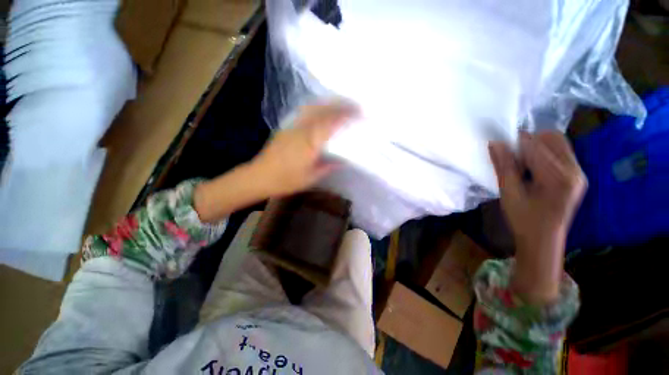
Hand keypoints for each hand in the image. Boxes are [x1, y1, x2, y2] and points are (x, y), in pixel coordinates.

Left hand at [249, 101, 359, 197]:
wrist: (259, 176)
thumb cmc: (286, 180)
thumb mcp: (310, 177)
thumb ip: (328, 166)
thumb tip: (343, 161)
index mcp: (310, 142)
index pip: (332, 123)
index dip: (347, 116)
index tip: (360, 113)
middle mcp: (302, 129)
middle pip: (324, 111)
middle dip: (341, 105)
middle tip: (356, 105)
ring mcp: (293, 126)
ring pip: (314, 108)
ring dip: (330, 104)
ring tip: (342, 104)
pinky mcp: (287, 127)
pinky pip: (305, 112)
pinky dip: (318, 108)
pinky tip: (322, 110)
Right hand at [489, 131, 586, 304]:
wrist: (543, 239)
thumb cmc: (523, 219)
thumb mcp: (509, 193)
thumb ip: (504, 166)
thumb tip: (495, 143)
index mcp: (558, 177)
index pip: (536, 146)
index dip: (515, 142)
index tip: (500, 144)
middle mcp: (575, 171)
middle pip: (553, 139)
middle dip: (529, 142)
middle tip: (512, 156)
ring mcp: (579, 173)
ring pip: (558, 144)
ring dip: (537, 147)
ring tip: (521, 163)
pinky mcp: (578, 176)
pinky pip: (561, 153)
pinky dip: (544, 154)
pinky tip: (532, 168)